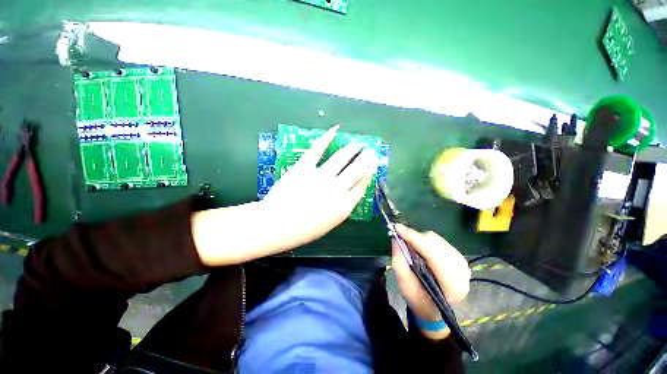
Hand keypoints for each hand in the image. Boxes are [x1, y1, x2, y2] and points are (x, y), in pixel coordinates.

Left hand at [262, 125, 376, 249]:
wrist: (277, 225)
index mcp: (344, 206)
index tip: (372, 168)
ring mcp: (320, 177)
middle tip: (370, 151)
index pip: (361, 186)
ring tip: (358, 144)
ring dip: (352, 149)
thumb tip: (348, 193)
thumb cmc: (303, 230)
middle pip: (356, 170)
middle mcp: (336, 189)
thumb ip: (341, 208)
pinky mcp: (304, 167)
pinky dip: (327, 137)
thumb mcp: (329, 224)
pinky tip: (335, 130)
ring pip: (342, 158)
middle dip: (365, 159)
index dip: (368, 175)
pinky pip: (317, 149)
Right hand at [392, 224, 470, 338]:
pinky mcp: (458, 256)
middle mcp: (462, 270)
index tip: (397, 228)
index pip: (433, 254)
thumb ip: (399, 262)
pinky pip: (439, 241)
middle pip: (435, 243)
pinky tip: (420, 249)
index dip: (414, 239)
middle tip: (400, 238)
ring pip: (436, 240)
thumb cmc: (418, 300)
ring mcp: (462, 262)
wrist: (434, 309)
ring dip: (420, 239)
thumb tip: (396, 239)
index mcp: (452, 284)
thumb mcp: (404, 285)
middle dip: (415, 238)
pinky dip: (426, 241)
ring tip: (410, 246)